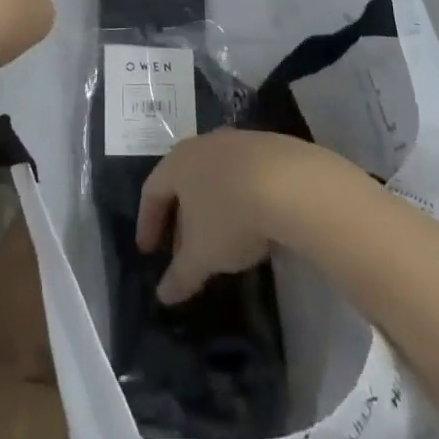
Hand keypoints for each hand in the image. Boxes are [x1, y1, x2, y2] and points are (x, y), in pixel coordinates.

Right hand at [136, 129, 330, 303]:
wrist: (291, 183)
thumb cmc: (231, 215)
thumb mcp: (202, 255)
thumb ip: (180, 275)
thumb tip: (163, 295)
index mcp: (178, 162)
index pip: (152, 190)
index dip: (147, 222)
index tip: (148, 251)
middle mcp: (204, 145)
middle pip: (183, 181)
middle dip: (180, 219)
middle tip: (181, 252)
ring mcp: (238, 143)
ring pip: (214, 177)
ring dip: (210, 209)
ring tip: (218, 242)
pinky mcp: (268, 148)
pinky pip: (243, 176)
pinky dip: (238, 199)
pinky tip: (250, 224)